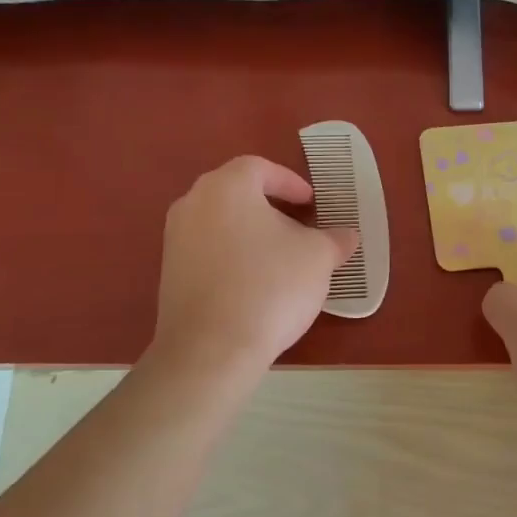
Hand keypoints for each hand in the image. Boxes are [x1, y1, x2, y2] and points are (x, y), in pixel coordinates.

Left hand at [150, 155, 358, 379]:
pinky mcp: (169, 273)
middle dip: (270, 206)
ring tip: (280, 257)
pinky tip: (254, 284)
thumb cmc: (270, 286)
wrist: (211, 348)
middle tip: (298, 225)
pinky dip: (232, 257)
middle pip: (237, 193)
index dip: (290, 182)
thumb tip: (347, 236)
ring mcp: (175, 239)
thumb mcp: (317, 258)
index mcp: (227, 186)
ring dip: (250, 233)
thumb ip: (334, 240)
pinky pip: (207, 251)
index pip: (260, 168)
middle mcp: (193, 203)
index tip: (311, 203)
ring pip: (220, 223)